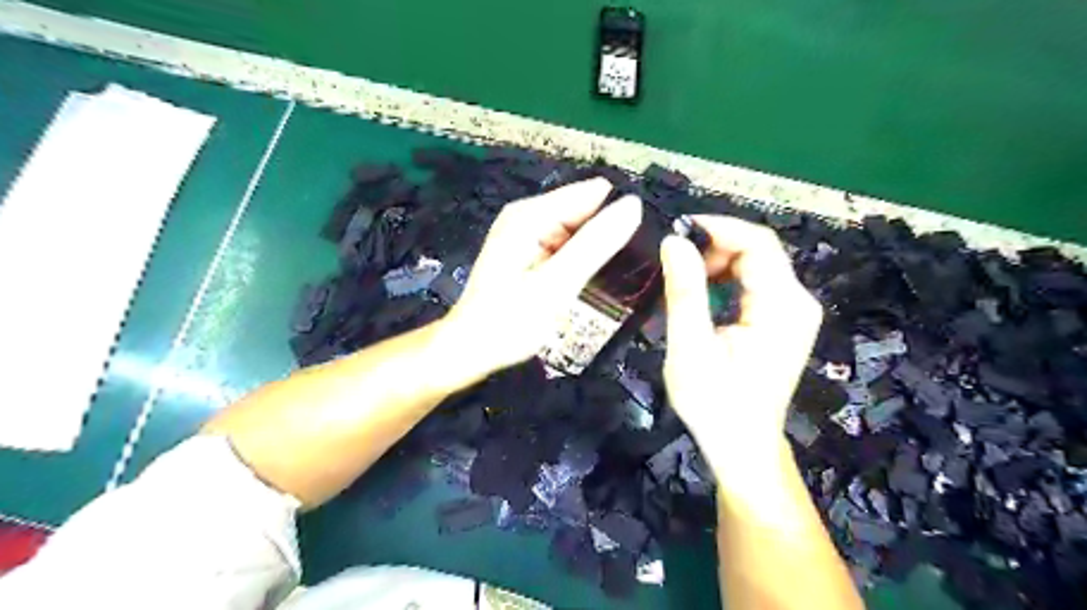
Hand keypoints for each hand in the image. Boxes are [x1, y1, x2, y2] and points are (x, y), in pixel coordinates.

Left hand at [442, 176, 637, 376]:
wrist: (471, 349)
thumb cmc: (510, 321)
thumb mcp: (557, 284)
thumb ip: (595, 244)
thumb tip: (634, 205)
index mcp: (531, 215)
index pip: (593, 194)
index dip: (618, 216)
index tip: (640, 247)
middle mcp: (529, 216)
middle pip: (586, 210)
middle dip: (607, 235)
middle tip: (626, 272)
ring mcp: (528, 234)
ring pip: (579, 230)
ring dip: (597, 250)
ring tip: (614, 279)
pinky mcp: (530, 252)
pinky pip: (567, 246)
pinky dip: (582, 260)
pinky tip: (592, 281)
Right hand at [658, 217, 820, 477]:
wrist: (741, 446)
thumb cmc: (714, 404)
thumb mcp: (691, 348)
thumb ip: (685, 292)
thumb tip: (673, 241)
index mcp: (783, 307)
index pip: (758, 243)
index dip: (717, 228)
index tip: (676, 232)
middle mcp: (798, 302)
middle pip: (758, 251)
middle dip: (714, 248)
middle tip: (674, 265)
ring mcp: (794, 311)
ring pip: (755, 264)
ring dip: (716, 264)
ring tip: (683, 283)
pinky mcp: (783, 320)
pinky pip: (754, 283)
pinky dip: (725, 281)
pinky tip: (702, 298)